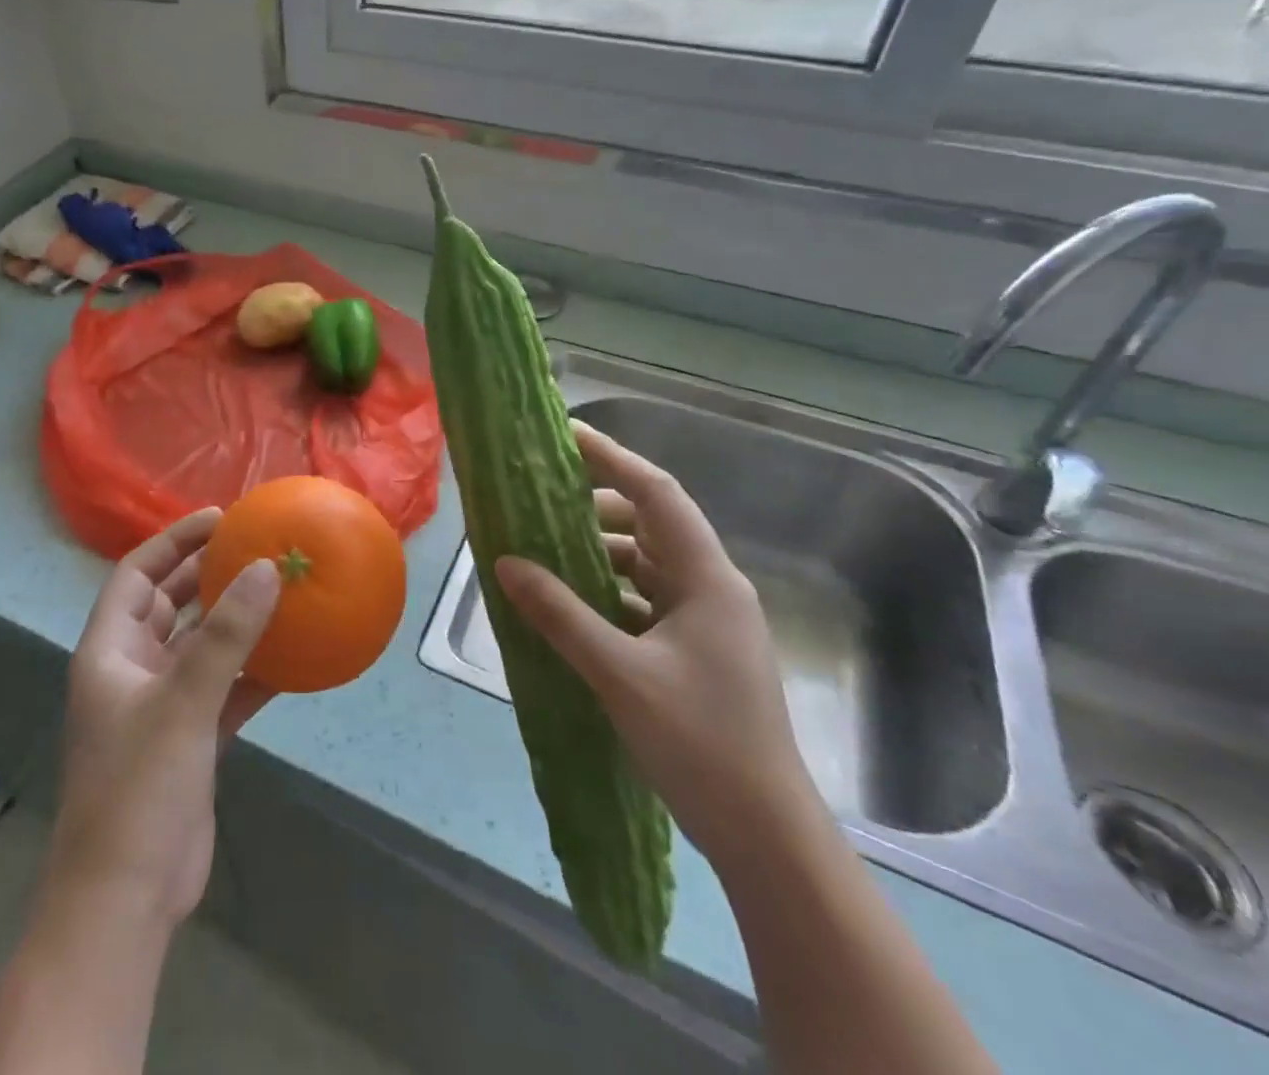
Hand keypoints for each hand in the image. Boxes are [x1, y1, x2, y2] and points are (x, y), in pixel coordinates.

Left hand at [46, 508, 280, 934]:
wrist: (126, 899)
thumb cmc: (138, 787)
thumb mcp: (183, 701)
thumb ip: (226, 635)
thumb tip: (266, 568)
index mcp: (110, 651)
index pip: (136, 574)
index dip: (173, 541)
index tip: (219, 519)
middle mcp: (133, 670)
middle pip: (168, 603)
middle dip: (206, 573)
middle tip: (254, 546)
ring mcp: (163, 706)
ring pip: (201, 645)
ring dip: (235, 621)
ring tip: (278, 590)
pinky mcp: (191, 739)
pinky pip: (225, 688)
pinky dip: (253, 671)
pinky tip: (293, 658)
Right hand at [493, 421, 818, 868]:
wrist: (765, 834)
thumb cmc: (700, 743)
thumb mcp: (619, 674)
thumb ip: (560, 614)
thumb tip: (506, 562)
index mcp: (707, 579)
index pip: (657, 494)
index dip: (612, 458)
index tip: (565, 436)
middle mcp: (711, 589)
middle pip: (650, 524)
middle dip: (596, 507)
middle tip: (542, 499)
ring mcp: (706, 623)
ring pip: (645, 565)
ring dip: (599, 554)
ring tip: (545, 552)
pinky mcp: (696, 653)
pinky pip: (644, 601)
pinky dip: (607, 594)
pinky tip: (570, 607)